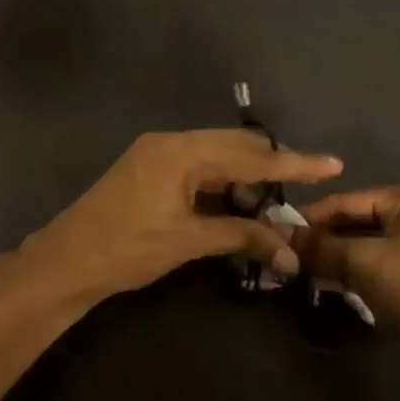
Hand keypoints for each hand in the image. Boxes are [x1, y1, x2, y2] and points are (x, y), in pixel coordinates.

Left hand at [0, 130, 342, 310]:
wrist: (67, 258)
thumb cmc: (127, 249)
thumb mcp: (188, 242)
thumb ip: (241, 237)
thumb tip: (290, 251)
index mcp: (180, 152)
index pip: (248, 156)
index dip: (292, 163)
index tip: (332, 164)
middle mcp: (169, 142)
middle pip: (232, 146)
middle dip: (269, 167)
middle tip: (303, 189)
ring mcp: (154, 153)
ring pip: (214, 155)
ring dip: (243, 176)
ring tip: (270, 206)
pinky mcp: (147, 168)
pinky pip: (194, 166)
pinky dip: (219, 182)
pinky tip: (235, 203)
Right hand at [294, 185, 399, 375]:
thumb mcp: (360, 262)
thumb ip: (319, 246)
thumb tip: (281, 236)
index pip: (351, 199)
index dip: (313, 216)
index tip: (283, 231)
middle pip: (366, 221)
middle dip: (330, 239)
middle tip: (297, 256)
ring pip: (379, 246)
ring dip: (346, 258)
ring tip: (316, 273)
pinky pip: (396, 266)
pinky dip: (369, 273)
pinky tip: (347, 287)